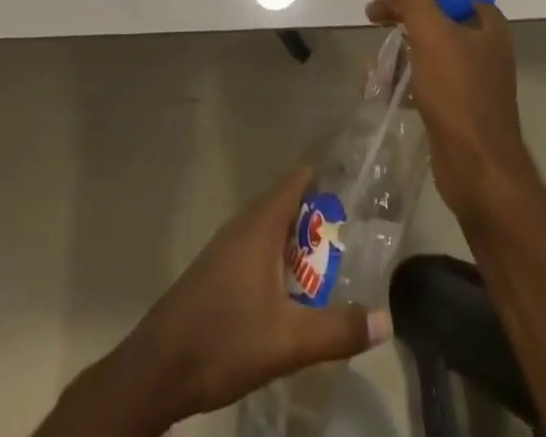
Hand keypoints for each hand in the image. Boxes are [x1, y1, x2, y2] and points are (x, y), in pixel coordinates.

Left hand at [54, 165, 385, 433]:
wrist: (159, 367)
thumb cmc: (225, 339)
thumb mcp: (290, 340)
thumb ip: (338, 330)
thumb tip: (386, 319)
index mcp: (260, 225)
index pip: (295, 180)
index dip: (324, 178)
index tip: (354, 187)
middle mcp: (242, 226)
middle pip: (284, 203)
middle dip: (316, 216)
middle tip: (351, 235)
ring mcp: (225, 248)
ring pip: (268, 230)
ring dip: (296, 241)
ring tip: (327, 265)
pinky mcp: (214, 272)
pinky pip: (254, 249)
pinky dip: (277, 259)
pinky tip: (289, 292)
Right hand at [366, 0, 530, 224]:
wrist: (480, 173)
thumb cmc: (459, 94)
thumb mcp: (430, 33)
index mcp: (486, 23)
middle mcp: (484, 46)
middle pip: (435, 16)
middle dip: (401, 17)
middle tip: (371, 19)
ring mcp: (473, 79)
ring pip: (428, 49)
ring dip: (399, 51)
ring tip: (374, 64)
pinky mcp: (459, 108)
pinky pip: (427, 80)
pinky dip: (405, 79)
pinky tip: (383, 89)